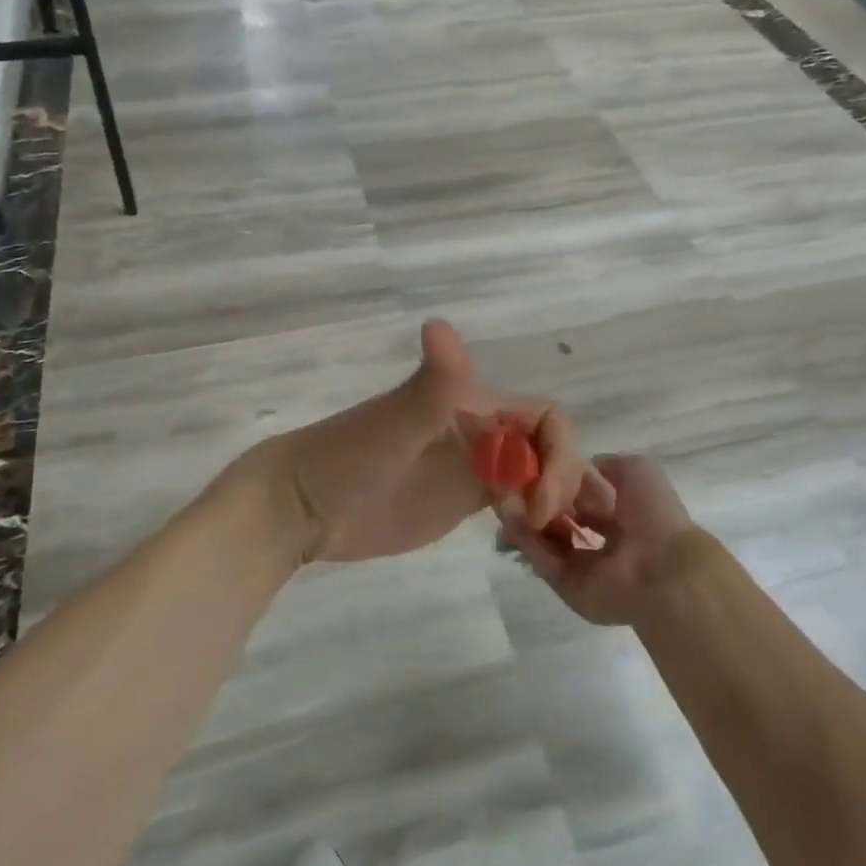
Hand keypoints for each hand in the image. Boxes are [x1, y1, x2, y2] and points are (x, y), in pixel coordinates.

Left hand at [235, 320, 602, 563]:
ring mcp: (472, 467)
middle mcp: (480, 430)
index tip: (537, 498)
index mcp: (472, 403)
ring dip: (552, 498)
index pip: (544, 418)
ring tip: (535, 535)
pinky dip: (533, 515)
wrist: (304, 505)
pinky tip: (528, 541)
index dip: (558, 452)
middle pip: (548, 447)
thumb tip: (439, 324)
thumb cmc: (347, 459)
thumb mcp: (394, 423)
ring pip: (536, 473)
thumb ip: (431, 384)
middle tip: (537, 523)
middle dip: (561, 480)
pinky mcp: (461, 500)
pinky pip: (515, 500)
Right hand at [505, 454, 700, 625]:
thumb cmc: (653, 514)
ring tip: (504, 499)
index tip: (531, 467)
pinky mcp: (568, 588)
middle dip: (534, 503)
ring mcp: (582, 567)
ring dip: (524, 521)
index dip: (556, 484)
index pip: (578, 499)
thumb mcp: (637, 470)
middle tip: (509, 485)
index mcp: (618, 516)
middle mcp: (599, 541)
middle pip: (558, 521)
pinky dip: (526, 542)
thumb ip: (608, 464)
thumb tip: (584, 464)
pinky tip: (510, 519)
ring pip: (545, 541)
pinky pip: (542, 562)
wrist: (663, 567)